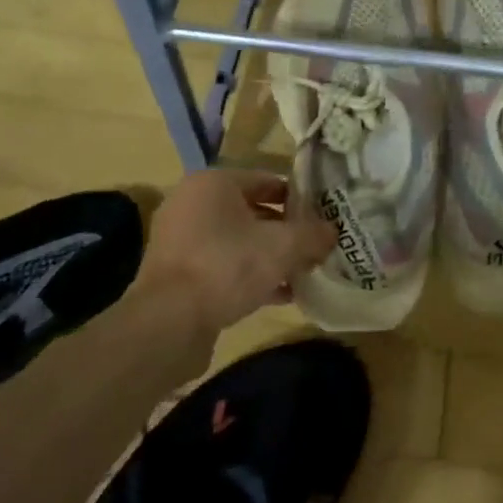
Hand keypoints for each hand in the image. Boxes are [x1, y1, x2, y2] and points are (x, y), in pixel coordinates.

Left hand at [134, 169, 333, 335]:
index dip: (299, 197)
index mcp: (213, 183)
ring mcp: (181, 240)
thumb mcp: (283, 247)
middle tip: (315, 246)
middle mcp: (192, 203)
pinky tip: (280, 294)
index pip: (267, 179)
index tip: (323, 215)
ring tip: (303, 272)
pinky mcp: (178, 273)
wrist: (169, 322)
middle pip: (252, 211)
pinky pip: (223, 265)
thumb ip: (312, 235)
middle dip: (286, 230)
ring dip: (270, 255)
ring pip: (238, 241)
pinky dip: (250, 275)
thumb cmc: (227, 266)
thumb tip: (333, 231)